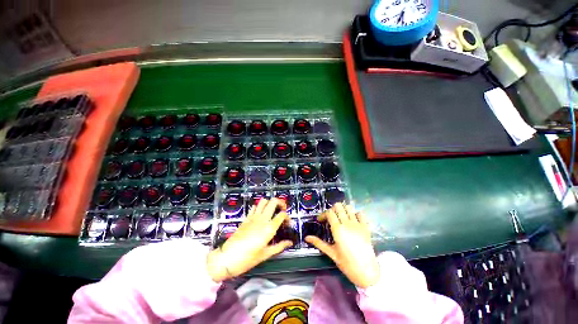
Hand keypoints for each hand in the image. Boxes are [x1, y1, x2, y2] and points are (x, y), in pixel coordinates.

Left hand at [206, 198, 292, 281]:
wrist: (227, 258)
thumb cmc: (247, 259)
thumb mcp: (266, 254)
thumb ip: (279, 246)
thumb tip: (289, 243)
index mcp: (269, 228)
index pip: (282, 215)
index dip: (287, 217)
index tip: (287, 223)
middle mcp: (262, 219)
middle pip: (273, 201)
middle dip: (281, 203)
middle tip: (282, 209)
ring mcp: (253, 217)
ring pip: (264, 201)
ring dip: (270, 203)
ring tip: (272, 210)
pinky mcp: (246, 218)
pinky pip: (255, 207)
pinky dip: (260, 207)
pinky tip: (261, 214)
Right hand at [305, 203, 379, 287]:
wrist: (367, 272)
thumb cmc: (347, 264)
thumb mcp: (331, 253)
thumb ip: (319, 243)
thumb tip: (306, 238)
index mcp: (338, 229)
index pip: (329, 213)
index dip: (323, 214)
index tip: (320, 220)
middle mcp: (347, 224)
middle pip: (338, 206)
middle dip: (332, 210)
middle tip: (330, 218)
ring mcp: (358, 224)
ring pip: (349, 207)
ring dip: (343, 209)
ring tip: (340, 217)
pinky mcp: (366, 227)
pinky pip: (360, 213)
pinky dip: (355, 214)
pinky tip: (352, 220)